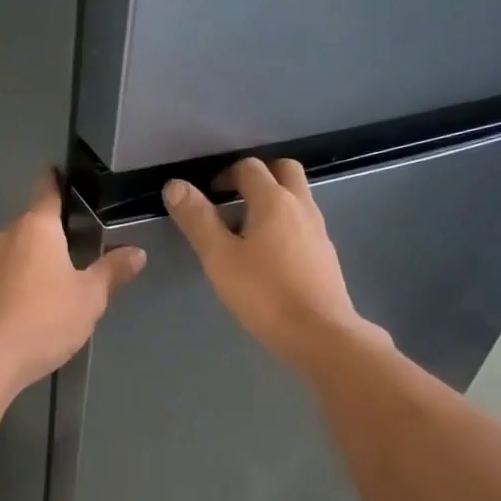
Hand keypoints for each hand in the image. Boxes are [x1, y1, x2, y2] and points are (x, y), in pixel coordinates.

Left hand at [0, 173, 145, 391]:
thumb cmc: (45, 318)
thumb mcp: (90, 296)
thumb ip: (113, 270)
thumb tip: (137, 252)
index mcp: (37, 226)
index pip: (48, 188)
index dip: (61, 180)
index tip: (74, 179)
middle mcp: (9, 234)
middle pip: (36, 220)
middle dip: (59, 228)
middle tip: (88, 241)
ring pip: (22, 246)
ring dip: (42, 255)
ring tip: (69, 273)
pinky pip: (11, 270)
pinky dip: (27, 275)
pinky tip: (43, 298)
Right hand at [163, 158, 382, 371]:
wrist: (319, 333)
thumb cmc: (264, 294)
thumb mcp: (220, 257)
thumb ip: (197, 219)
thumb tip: (175, 185)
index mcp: (274, 200)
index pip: (249, 167)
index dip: (225, 174)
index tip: (208, 196)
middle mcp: (301, 206)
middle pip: (284, 170)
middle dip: (257, 175)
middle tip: (233, 196)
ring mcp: (318, 230)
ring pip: (297, 196)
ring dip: (272, 198)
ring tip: (245, 227)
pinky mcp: (325, 254)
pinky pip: (303, 223)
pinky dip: (284, 222)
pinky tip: (268, 253)